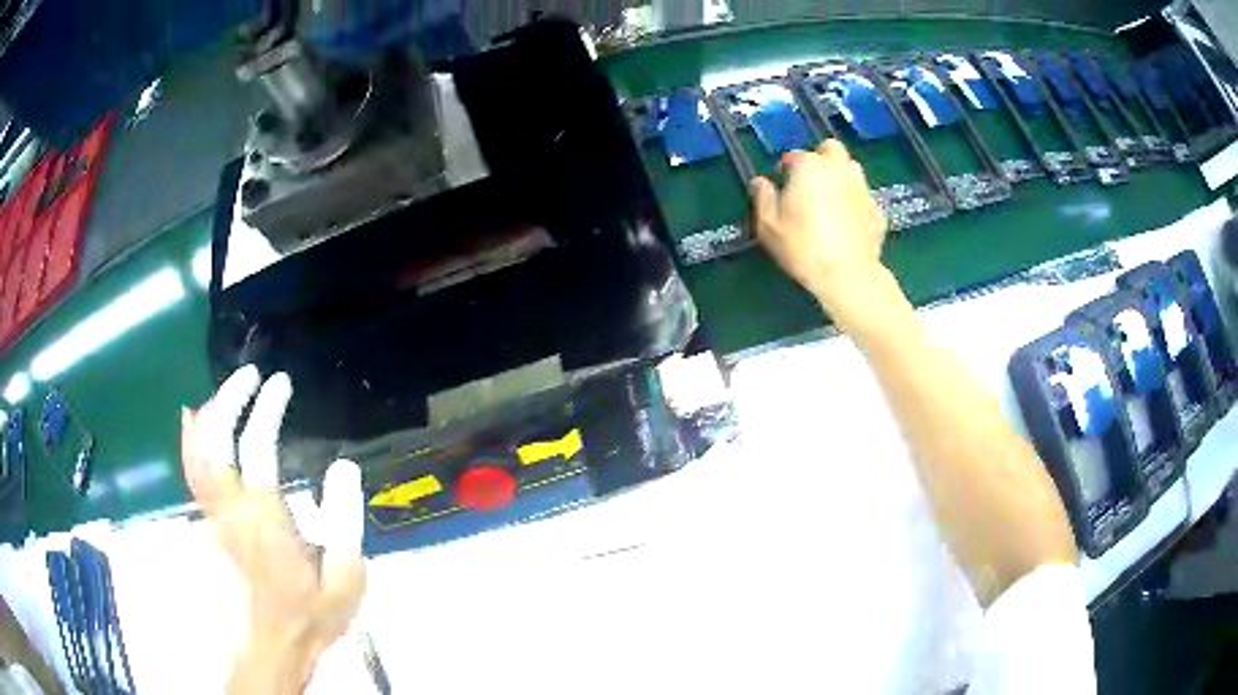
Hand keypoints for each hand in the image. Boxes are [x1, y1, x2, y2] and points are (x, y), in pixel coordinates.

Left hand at [181, 365, 365, 694]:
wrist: (275, 641)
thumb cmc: (312, 611)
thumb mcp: (347, 576)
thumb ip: (346, 521)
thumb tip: (344, 466)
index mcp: (266, 518)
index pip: (257, 446)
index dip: (266, 408)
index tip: (281, 384)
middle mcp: (232, 508)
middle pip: (214, 439)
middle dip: (229, 398)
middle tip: (251, 375)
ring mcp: (215, 514)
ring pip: (197, 451)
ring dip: (209, 413)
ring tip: (228, 390)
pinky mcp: (211, 521)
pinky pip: (192, 471)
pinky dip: (191, 440)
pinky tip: (195, 421)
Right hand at [749, 139, 888, 313]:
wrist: (848, 276)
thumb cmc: (803, 247)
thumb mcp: (769, 226)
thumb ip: (763, 198)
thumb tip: (760, 182)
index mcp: (810, 167)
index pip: (794, 155)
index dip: (785, 169)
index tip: (782, 186)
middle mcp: (839, 169)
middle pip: (831, 149)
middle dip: (820, 159)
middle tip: (810, 183)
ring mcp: (862, 188)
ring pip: (851, 169)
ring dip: (840, 176)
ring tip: (830, 200)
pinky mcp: (878, 210)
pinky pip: (863, 197)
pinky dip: (856, 203)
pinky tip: (849, 223)